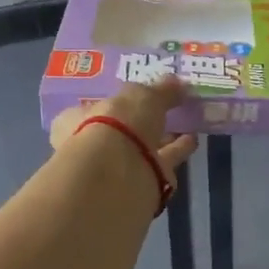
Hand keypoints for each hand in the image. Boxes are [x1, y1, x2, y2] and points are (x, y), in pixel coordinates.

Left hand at [49, 77, 197, 197]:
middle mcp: (92, 146)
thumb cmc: (116, 123)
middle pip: (122, 131)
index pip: (95, 107)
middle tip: (169, 108)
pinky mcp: (139, 185)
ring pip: (143, 149)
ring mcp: (115, 169)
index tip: (140, 95)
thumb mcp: (142, 95)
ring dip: (163, 137)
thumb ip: (161, 90)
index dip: (117, 101)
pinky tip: (192, 140)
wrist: (118, 174)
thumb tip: (179, 83)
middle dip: (144, 122)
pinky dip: (176, 152)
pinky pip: (160, 163)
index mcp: (76, 120)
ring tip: (187, 123)